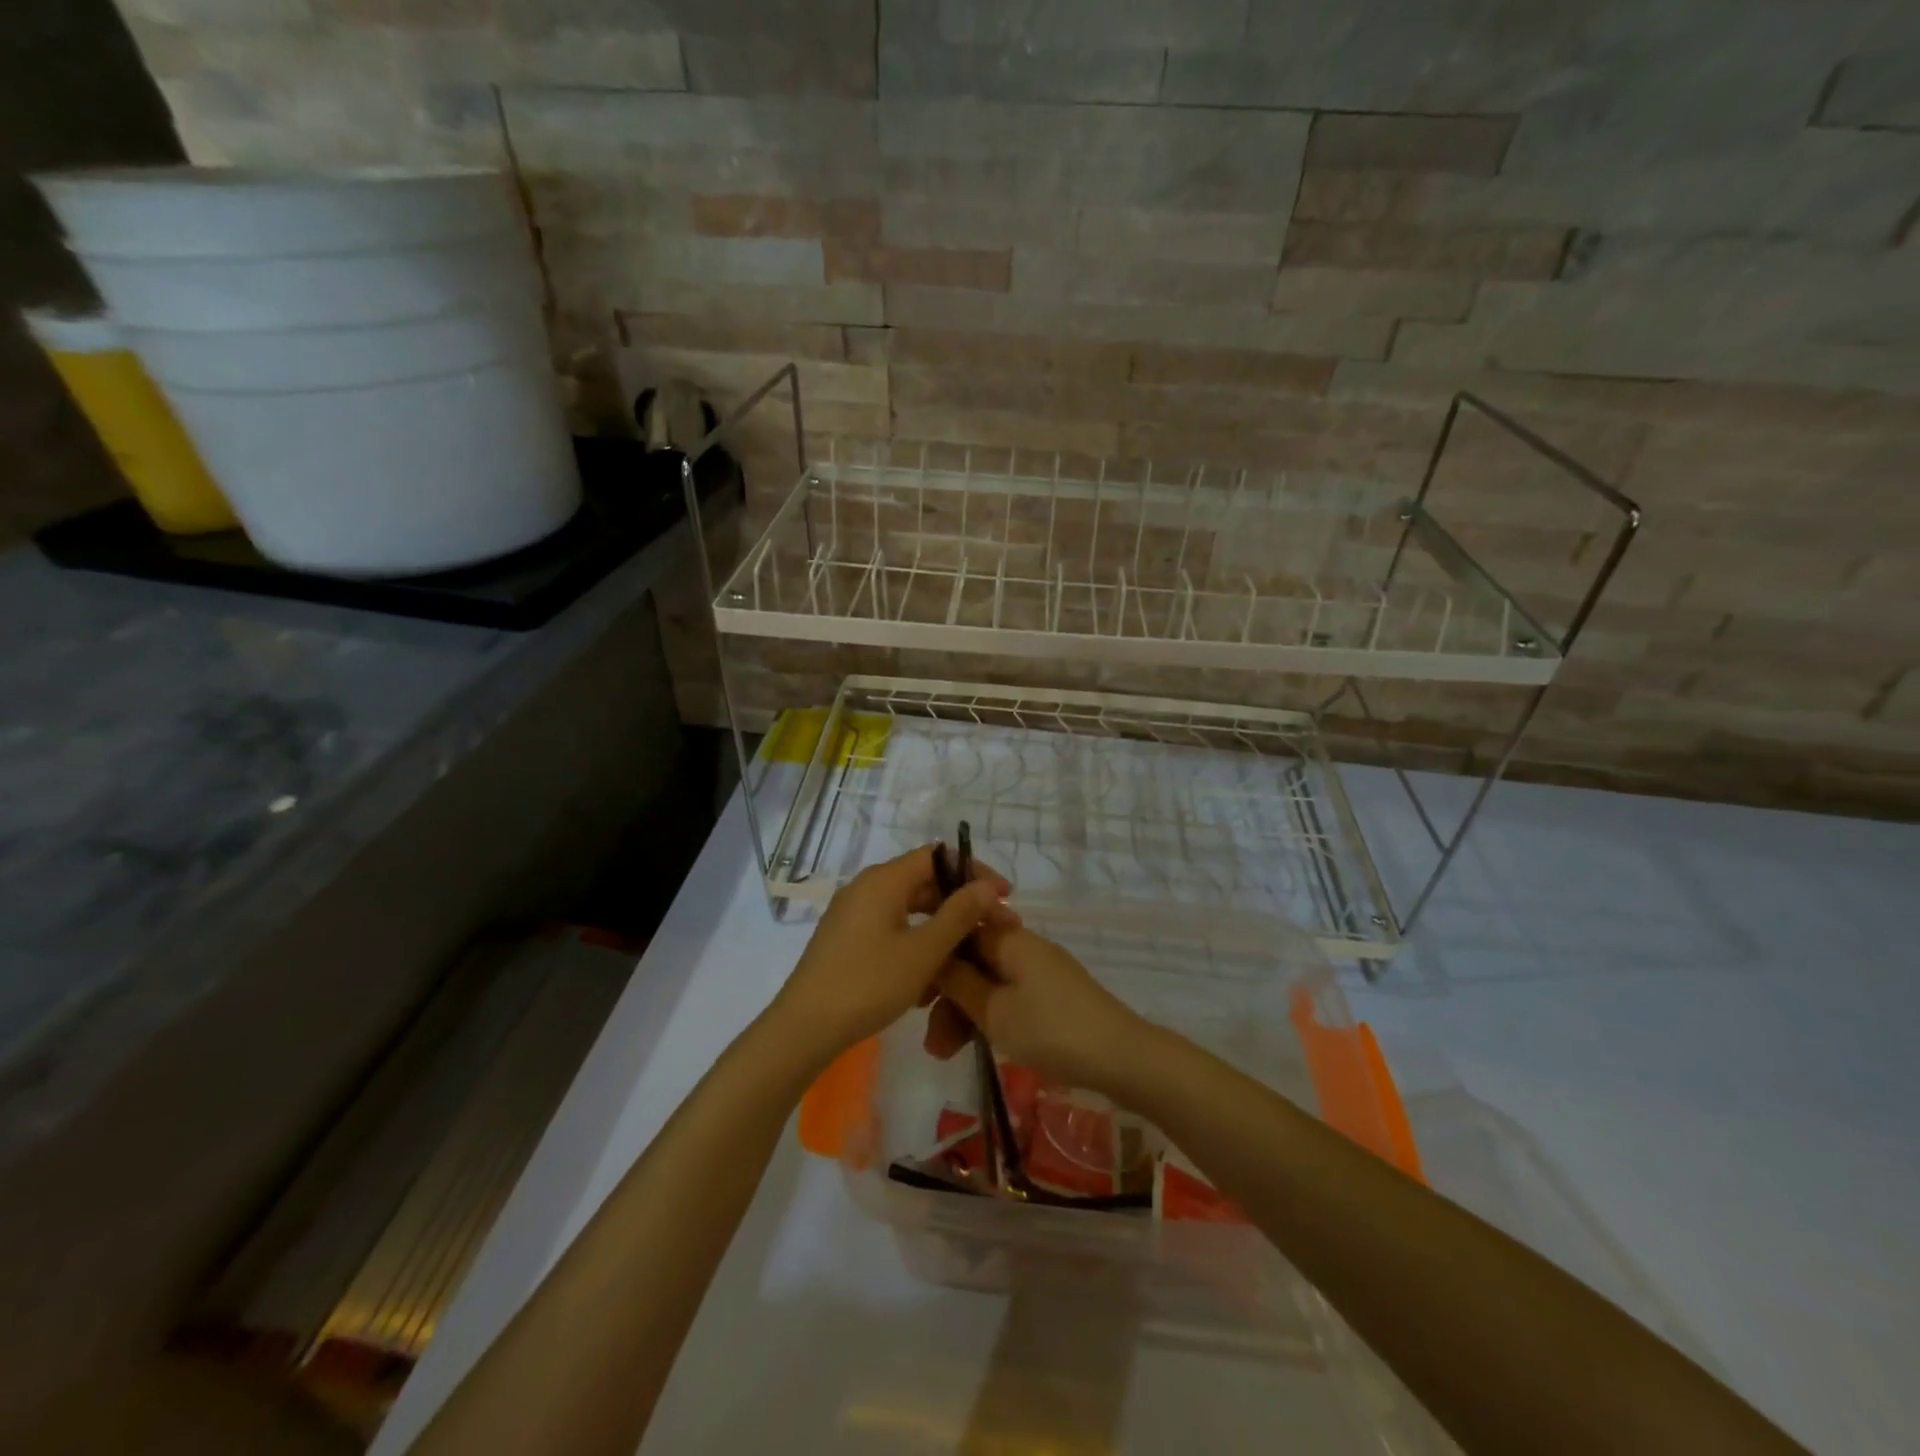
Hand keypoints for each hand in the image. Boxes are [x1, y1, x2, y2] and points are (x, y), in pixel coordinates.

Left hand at [771, 845, 1015, 1067]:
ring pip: (908, 909)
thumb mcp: (924, 951)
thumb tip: (987, 886)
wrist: (805, 1027)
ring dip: (939, 928)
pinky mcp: (846, 938)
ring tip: (965, 959)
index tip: (1003, 896)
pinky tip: (930, 977)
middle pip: (923, 881)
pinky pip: (890, 927)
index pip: (938, 856)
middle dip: (960, 904)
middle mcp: (866, 886)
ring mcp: (853, 912)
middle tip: (991, 931)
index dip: (973, 872)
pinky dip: (915, 942)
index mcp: (884, 879)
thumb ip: (959, 914)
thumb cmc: (869, 983)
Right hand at [926, 925, 1147, 1094]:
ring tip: (944, 1054)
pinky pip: (1008, 996)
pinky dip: (989, 1016)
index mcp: (1009, 939)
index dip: (933, 959)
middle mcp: (1023, 946)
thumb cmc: (1051, 1030)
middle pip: (972, 961)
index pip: (959, 931)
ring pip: (989, 982)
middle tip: (930, 1040)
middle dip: (947, 996)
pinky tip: (976, 1045)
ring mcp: (1040, 970)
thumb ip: (959, 983)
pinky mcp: (1052, 994)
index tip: (915, 994)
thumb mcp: (995, 1011)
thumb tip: (934, 956)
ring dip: (965, 1013)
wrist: (1122, 1057)